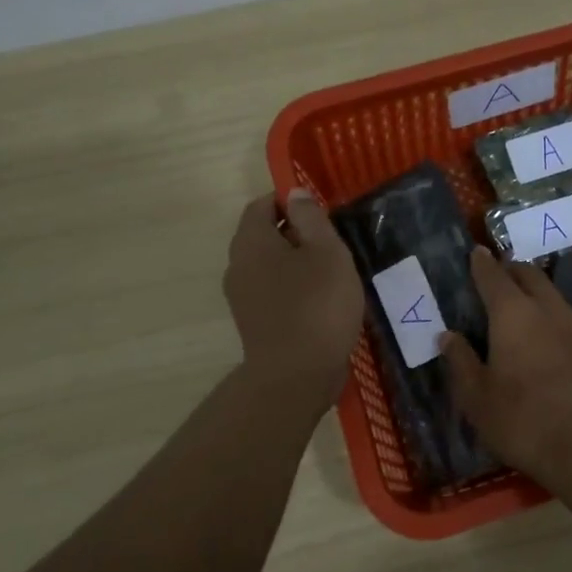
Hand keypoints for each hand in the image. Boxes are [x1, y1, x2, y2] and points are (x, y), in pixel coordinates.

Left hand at [224, 190, 365, 411]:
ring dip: (297, 264)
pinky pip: (274, 293)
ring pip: (270, 266)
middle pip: (264, 236)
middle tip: (332, 243)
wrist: (297, 376)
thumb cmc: (317, 305)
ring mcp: (243, 298)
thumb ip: (311, 218)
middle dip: (296, 233)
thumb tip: (294, 194)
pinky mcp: (255, 324)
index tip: (321, 212)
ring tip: (332, 274)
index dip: (290, 201)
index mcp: (252, 242)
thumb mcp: (327, 252)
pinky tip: (322, 302)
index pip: (262, 205)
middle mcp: (238, 266)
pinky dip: (294, 290)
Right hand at [440, 247, 571, 488]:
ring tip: (517, 302)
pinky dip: (548, 313)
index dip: (481, 264)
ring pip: (551, 294)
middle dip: (510, 269)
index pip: (494, 276)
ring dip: (533, 290)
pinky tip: (541, 333)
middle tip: (495, 275)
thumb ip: (461, 361)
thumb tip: (449, 336)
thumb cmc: (522, 419)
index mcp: (513, 313)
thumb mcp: (477, 397)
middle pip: (529, 275)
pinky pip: (564, 317)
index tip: (474, 253)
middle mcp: (547, 310)